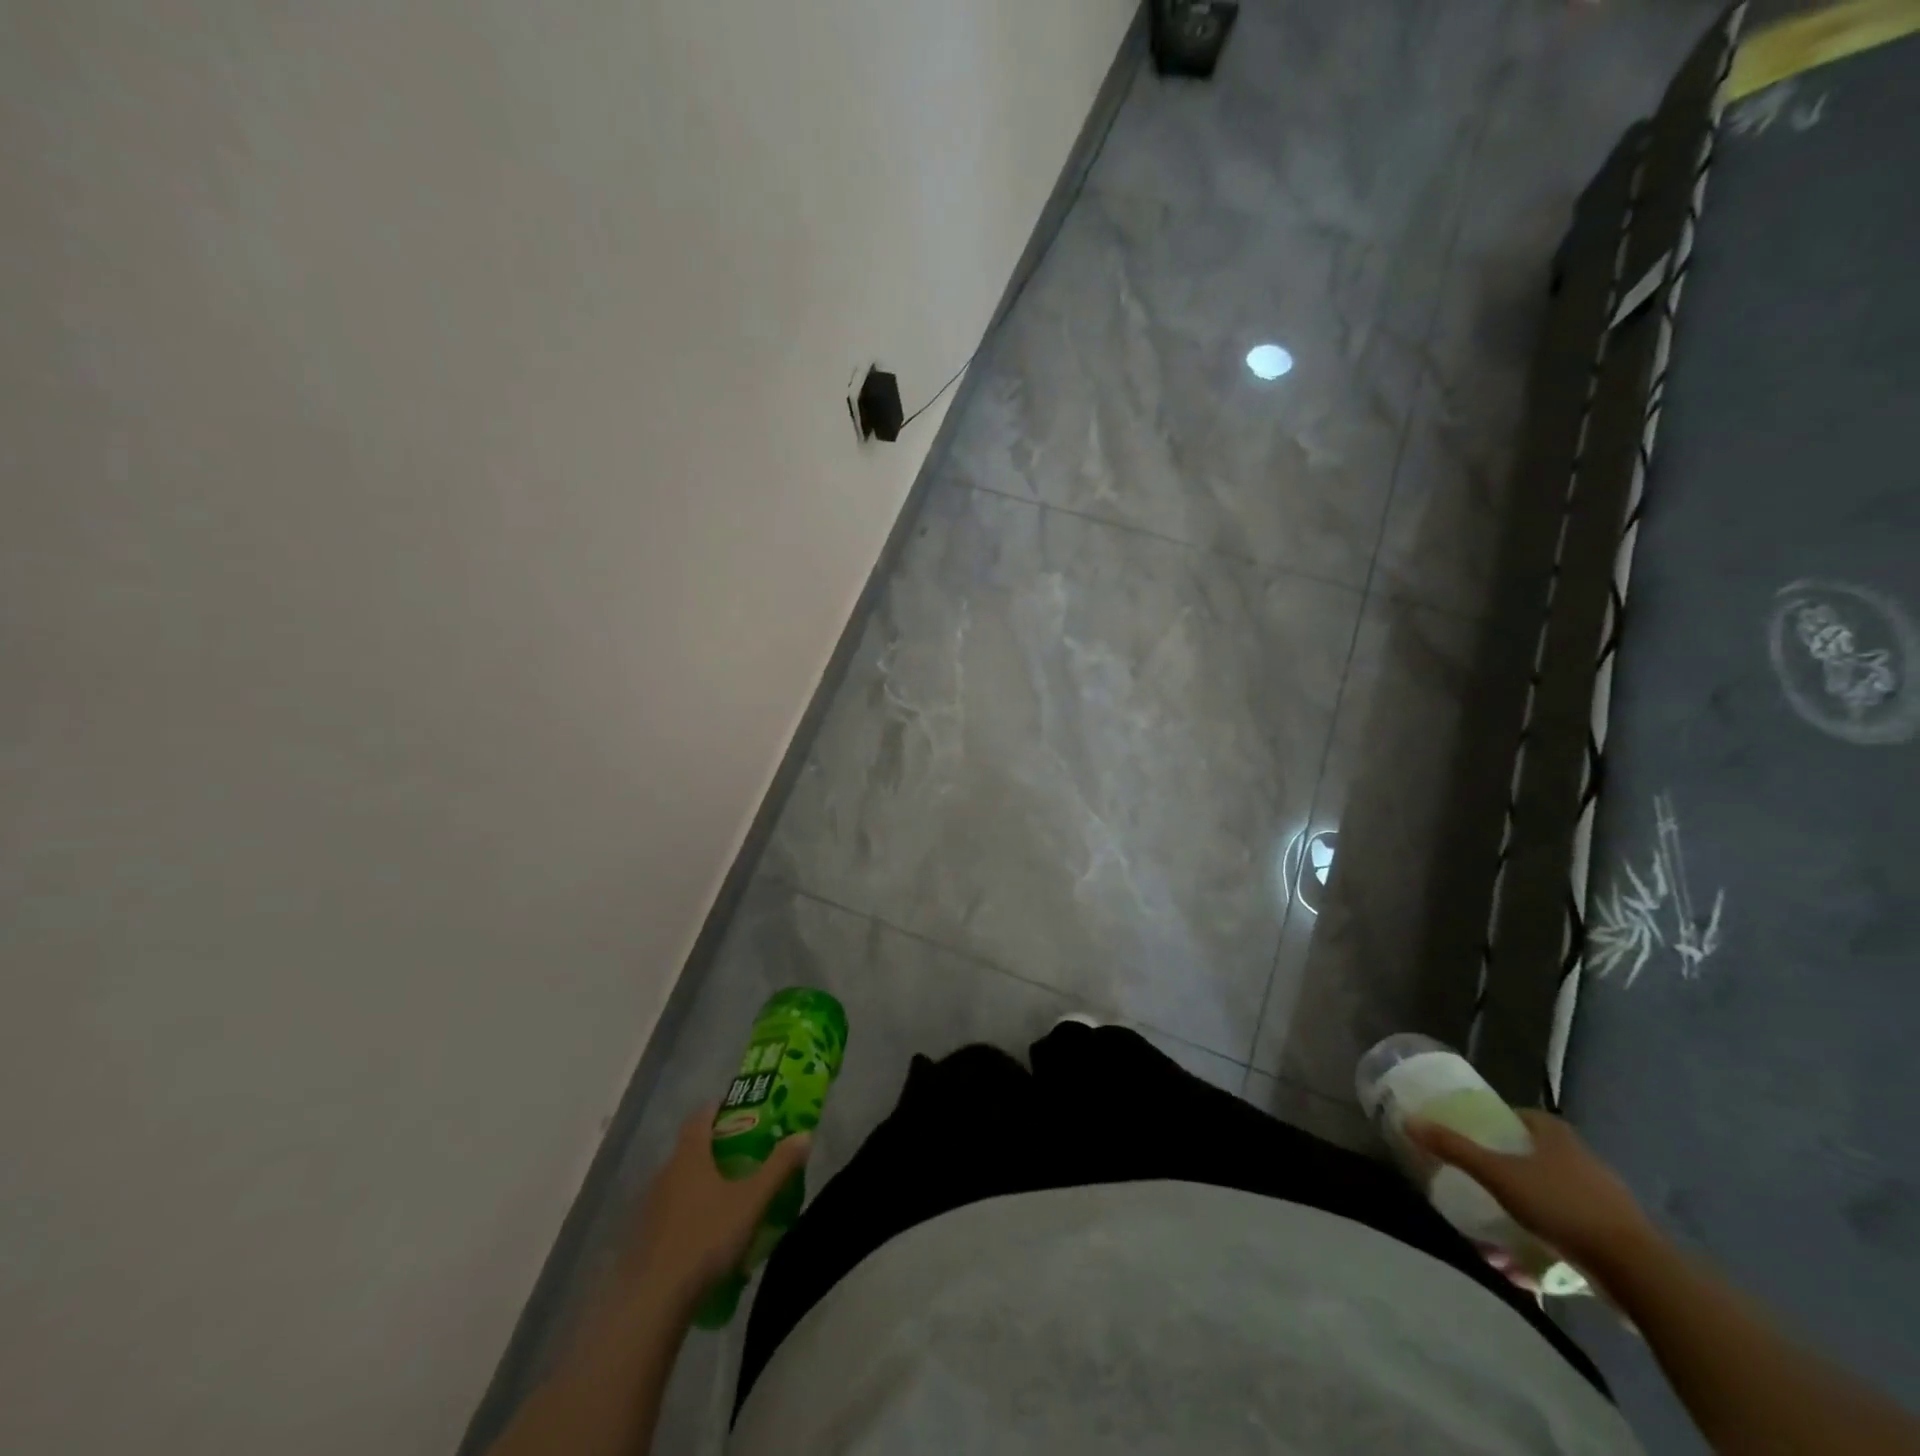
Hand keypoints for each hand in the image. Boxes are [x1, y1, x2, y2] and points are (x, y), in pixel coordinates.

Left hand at [619, 1104, 811, 1308]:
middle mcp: (665, 1173)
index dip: (718, 1109)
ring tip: (726, 1199)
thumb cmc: (706, 1237)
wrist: (652, 1300)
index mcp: (690, 1156)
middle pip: (689, 1149)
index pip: (700, 1117)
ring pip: (678, 1183)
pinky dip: (686, 1214)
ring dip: (700, 1184)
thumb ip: (778, 1167)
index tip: (738, 1112)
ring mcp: (649, 1207)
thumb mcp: (752, 1201)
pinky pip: (669, 1213)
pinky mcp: (642, 1239)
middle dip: (714, 1149)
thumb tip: (804, 1135)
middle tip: (742, 1157)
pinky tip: (704, 1236)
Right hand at [1406, 1108, 1653, 1271]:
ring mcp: (1605, 1202)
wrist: (1639, 1273)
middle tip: (1478, 1183)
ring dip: (1524, 1214)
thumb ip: (1454, 1148)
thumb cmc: (1562, 1206)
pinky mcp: (1616, 1239)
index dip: (1497, 1122)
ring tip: (1495, 1231)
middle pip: (1536, 1158)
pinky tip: (1524, 1268)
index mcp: (1557, 1136)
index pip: (1522, 1116)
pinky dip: (1546, 1245)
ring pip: (1553, 1199)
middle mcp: (1583, 1161)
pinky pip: (1570, 1234)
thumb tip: (1409, 1120)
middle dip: (1508, 1171)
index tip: (1474, 1137)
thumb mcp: (1498, 1174)